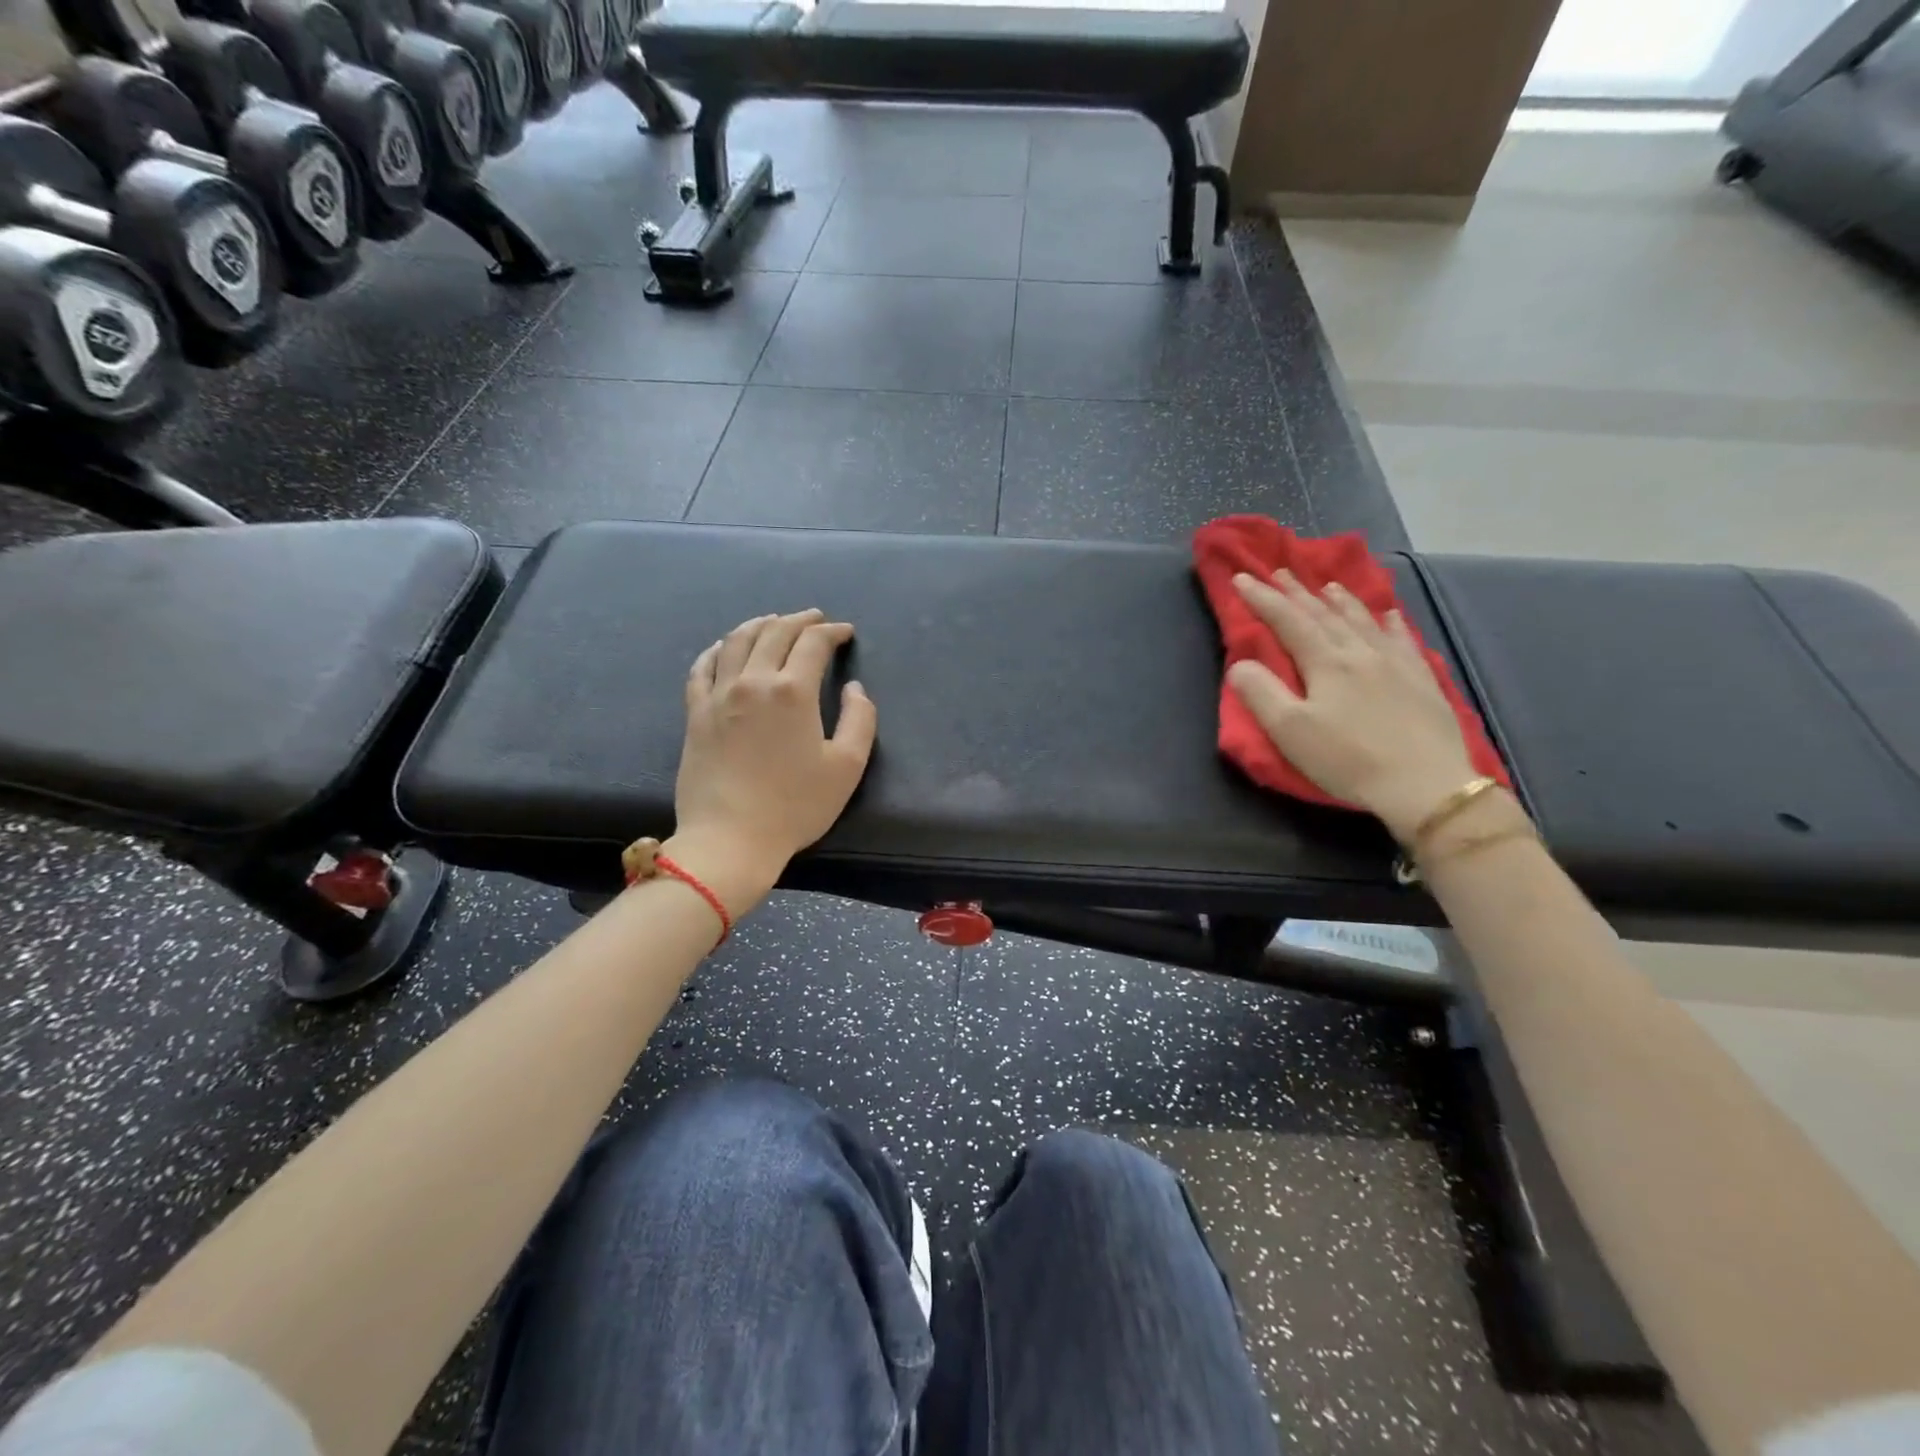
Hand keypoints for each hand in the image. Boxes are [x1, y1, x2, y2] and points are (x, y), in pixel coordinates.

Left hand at [673, 610, 876, 892]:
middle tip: (815, 619)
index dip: (832, 632)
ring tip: (773, 621)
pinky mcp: (695, 713)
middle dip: (799, 620)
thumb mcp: (847, 766)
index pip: (813, 643)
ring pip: (736, 641)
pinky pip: (702, 667)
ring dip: (759, 624)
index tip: (845, 632)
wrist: (730, 838)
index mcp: (793, 691)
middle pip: (774, 632)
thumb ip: (860, 719)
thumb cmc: (795, 806)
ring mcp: (718, 695)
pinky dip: (717, 649)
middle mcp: (753, 681)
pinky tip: (724, 648)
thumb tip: (854, 687)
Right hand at [1228, 570, 1478, 842]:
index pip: (1288, 621)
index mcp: (1326, 663)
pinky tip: (1388, 615)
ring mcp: (1395, 664)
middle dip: (1298, 593)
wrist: (1425, 784)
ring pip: (1363, 621)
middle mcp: (1360, 652)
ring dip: (1341, 601)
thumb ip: (1261, 693)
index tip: (1242, 577)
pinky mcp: (1421, 680)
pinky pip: (1402, 640)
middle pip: (1324, 615)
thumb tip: (1239, 664)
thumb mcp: (1290, 731)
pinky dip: (1389, 623)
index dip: (1263, 599)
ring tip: (1328, 586)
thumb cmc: (1348, 759)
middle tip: (1280, 571)